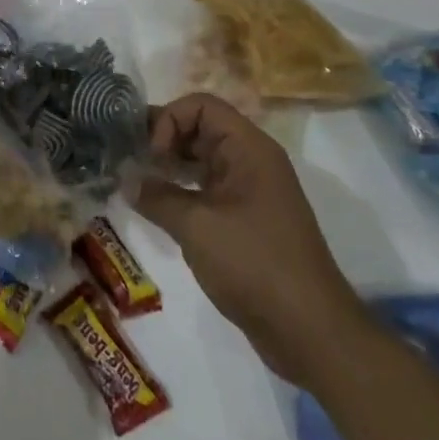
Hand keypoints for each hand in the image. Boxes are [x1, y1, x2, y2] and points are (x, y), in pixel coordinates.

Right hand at [133, 93, 367, 383]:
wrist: (312, 334)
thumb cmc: (254, 265)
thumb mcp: (196, 226)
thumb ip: (155, 196)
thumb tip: (126, 180)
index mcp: (249, 148)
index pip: (200, 105)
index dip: (169, 120)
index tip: (151, 155)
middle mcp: (252, 161)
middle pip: (200, 128)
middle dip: (162, 140)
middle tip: (130, 162)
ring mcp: (251, 192)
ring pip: (201, 160)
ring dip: (169, 167)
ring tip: (137, 184)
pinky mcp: (247, 220)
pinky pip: (208, 189)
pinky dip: (181, 191)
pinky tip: (158, 209)